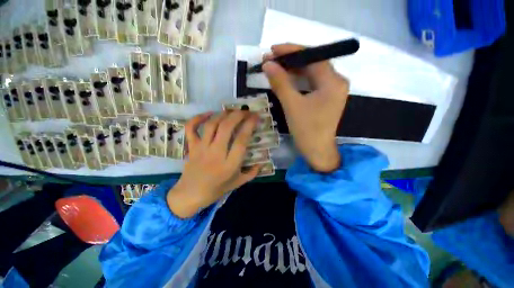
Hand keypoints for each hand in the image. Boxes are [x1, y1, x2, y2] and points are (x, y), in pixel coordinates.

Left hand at [167, 111, 260, 218]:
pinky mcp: (192, 147)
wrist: (190, 195)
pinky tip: (209, 113)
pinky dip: (198, 118)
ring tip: (232, 111)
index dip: (249, 125)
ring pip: (212, 124)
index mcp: (229, 165)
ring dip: (223, 114)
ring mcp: (202, 148)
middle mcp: (216, 153)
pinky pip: (191, 128)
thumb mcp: (238, 183)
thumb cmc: (216, 189)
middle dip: (238, 115)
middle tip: (246, 111)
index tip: (255, 117)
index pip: (241, 140)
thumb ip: (252, 172)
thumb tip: (262, 162)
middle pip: (226, 127)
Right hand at [263, 44, 348, 171]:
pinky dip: (298, 79)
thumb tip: (268, 64)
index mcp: (333, 82)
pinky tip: (286, 77)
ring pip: (311, 73)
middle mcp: (336, 82)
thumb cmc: (306, 130)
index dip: (292, 50)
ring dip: (293, 69)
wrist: (317, 151)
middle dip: (291, 60)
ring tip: (275, 66)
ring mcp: (332, 90)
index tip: (273, 49)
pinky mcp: (326, 98)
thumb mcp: (292, 105)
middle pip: (313, 63)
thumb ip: (280, 83)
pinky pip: (311, 82)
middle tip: (271, 59)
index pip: (313, 57)